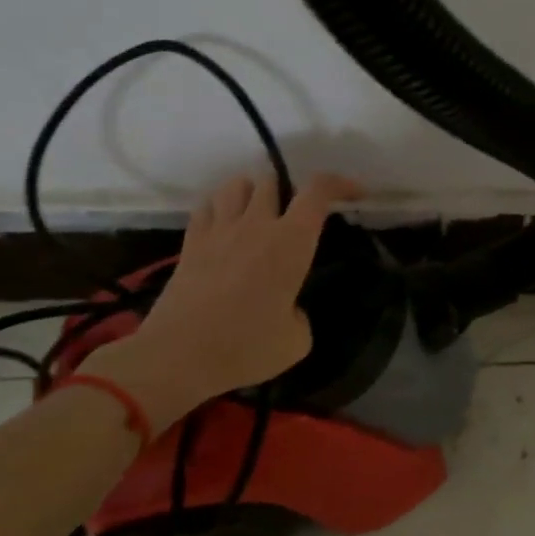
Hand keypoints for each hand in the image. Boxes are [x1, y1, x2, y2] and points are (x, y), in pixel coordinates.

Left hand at [84, 172, 361, 418]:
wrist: (179, 355)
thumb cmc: (246, 347)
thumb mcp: (297, 342)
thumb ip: (300, 315)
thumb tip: (288, 309)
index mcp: (291, 242)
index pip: (318, 191)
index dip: (340, 183)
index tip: (355, 193)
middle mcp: (256, 225)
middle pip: (272, 180)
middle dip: (288, 192)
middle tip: (293, 218)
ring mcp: (219, 229)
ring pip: (236, 184)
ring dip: (252, 193)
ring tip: (257, 216)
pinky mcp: (190, 242)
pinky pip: (206, 206)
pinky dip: (220, 208)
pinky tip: (224, 228)